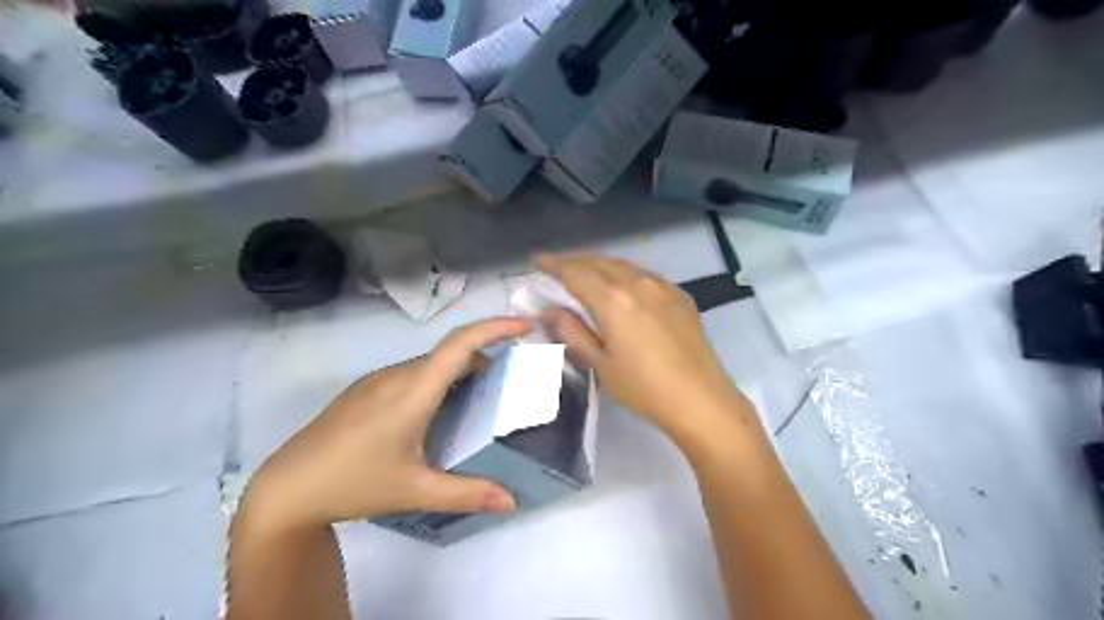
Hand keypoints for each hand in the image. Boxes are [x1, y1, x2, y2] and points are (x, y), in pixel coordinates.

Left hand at [237, 319, 530, 532]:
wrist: (286, 489)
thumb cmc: (354, 483)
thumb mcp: (416, 491)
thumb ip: (469, 494)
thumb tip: (512, 501)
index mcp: (414, 390)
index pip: (461, 344)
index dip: (494, 328)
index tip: (524, 325)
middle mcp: (397, 375)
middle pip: (449, 352)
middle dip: (485, 353)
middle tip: (511, 374)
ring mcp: (377, 381)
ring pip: (430, 364)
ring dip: (460, 369)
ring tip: (480, 394)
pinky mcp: (364, 391)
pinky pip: (412, 374)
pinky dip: (437, 379)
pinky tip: (437, 411)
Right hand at [532, 255, 750, 442]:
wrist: (702, 399)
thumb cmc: (644, 388)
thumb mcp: (600, 364)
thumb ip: (572, 331)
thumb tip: (550, 310)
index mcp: (613, 299)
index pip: (574, 271)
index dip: (551, 264)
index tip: (535, 261)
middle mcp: (637, 282)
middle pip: (598, 262)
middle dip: (573, 263)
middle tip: (556, 273)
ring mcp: (662, 286)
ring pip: (622, 265)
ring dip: (599, 267)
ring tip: (585, 278)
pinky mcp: (679, 295)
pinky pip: (643, 275)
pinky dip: (623, 275)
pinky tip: (621, 290)